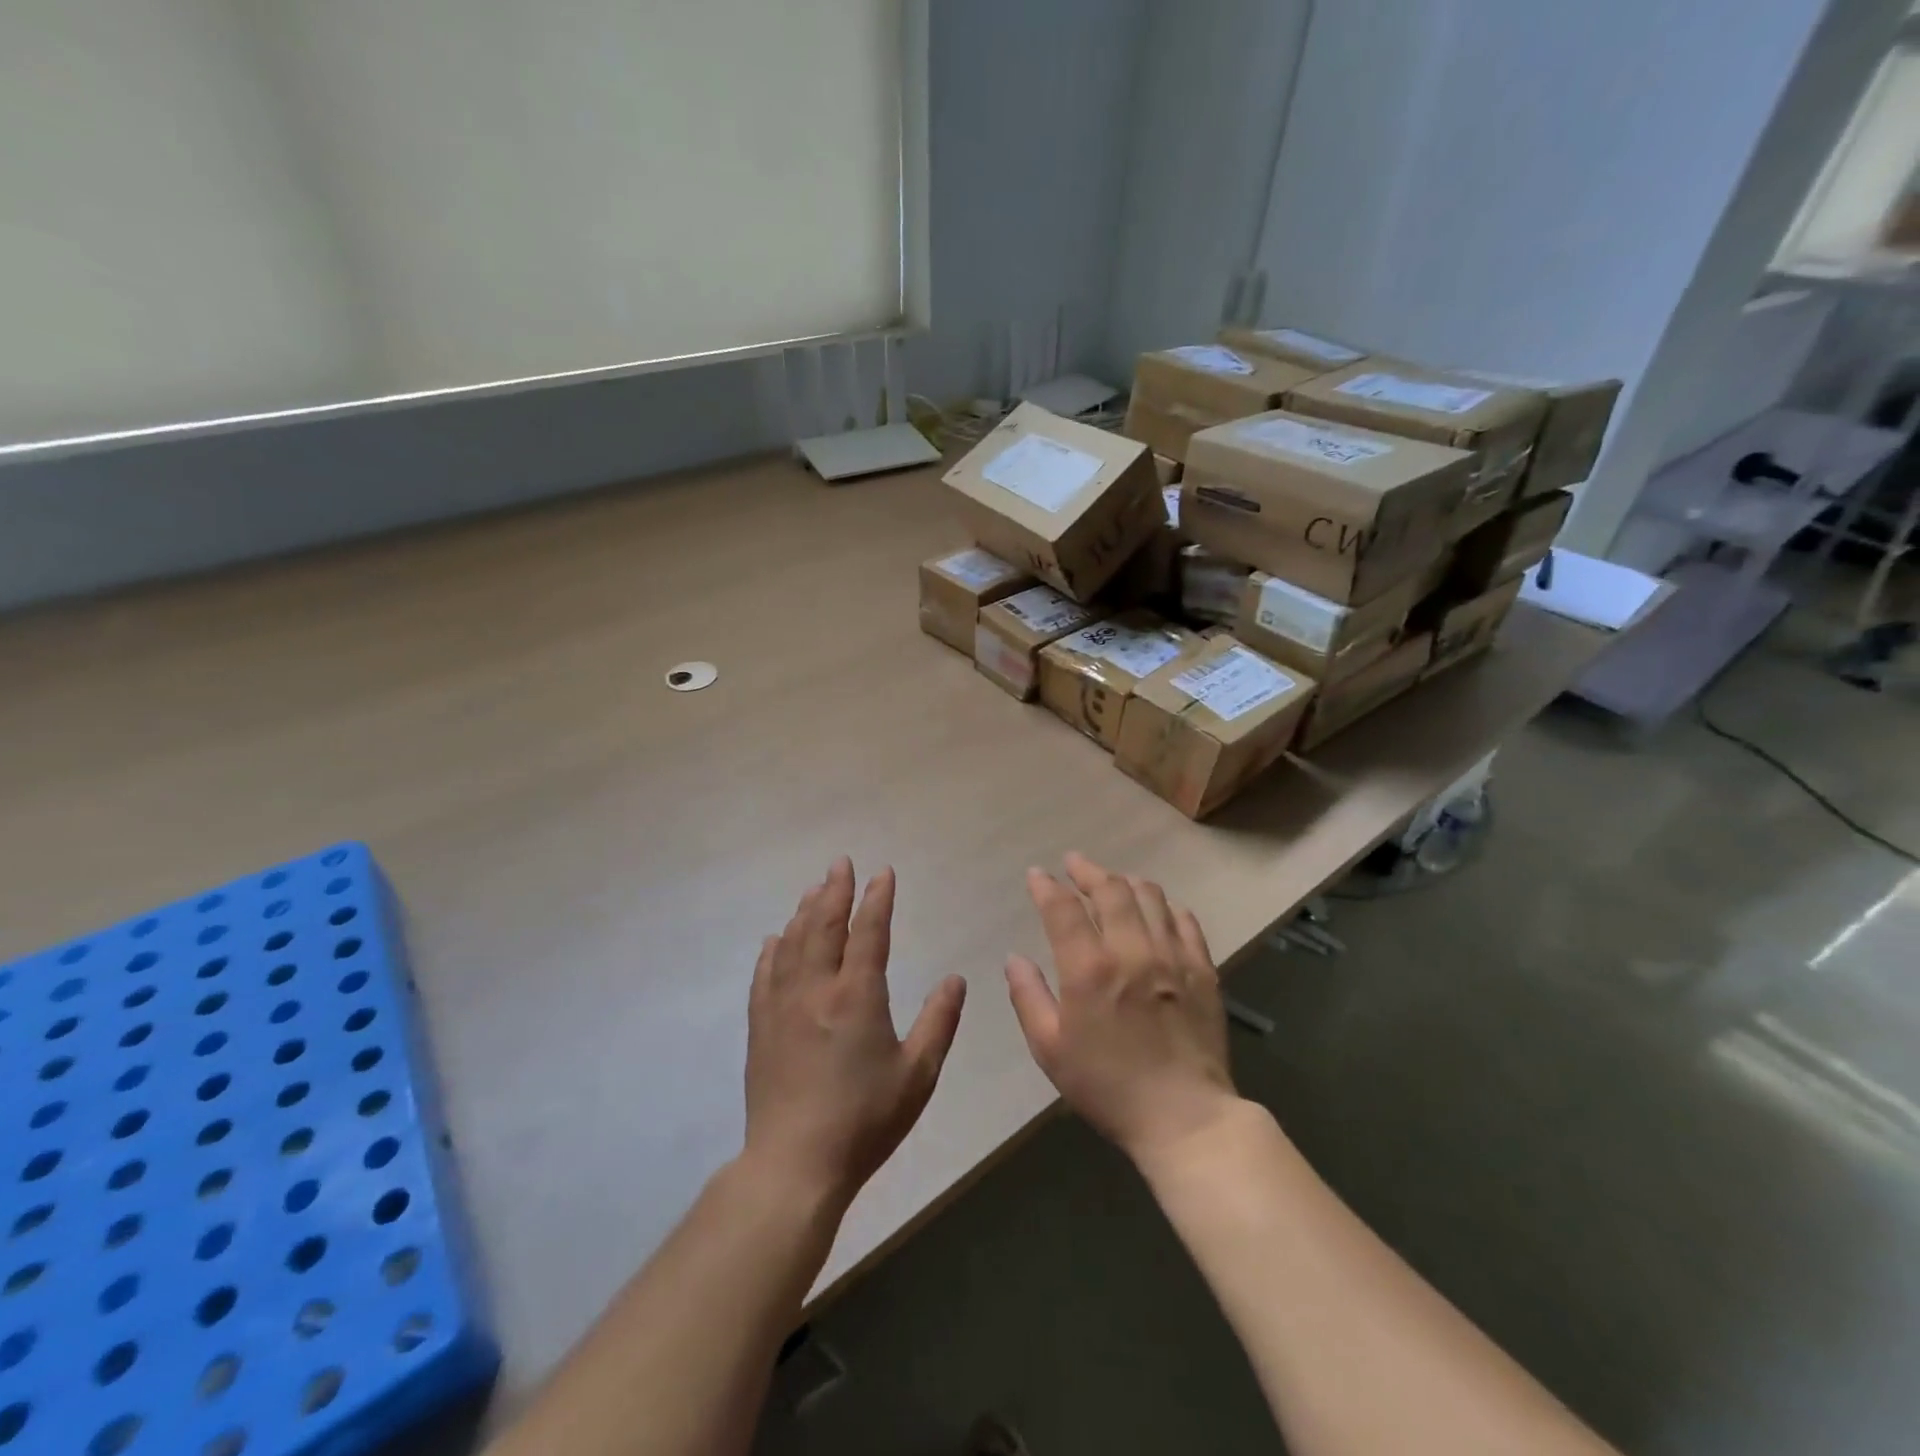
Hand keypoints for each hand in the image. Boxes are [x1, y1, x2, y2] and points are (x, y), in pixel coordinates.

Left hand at [744, 858, 966, 1205]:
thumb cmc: (864, 1120)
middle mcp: (816, 989)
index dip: (877, 899)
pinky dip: (772, 949)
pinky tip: (774, 939)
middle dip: (834, 890)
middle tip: (840, 863)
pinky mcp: (760, 1026)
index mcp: (856, 996)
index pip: (869, 932)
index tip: (883, 872)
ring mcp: (782, 1006)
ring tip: (813, 889)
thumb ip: (938, 1022)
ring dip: (804, 911)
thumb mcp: (917, 1075)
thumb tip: (955, 978)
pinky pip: (764, 975)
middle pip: (823, 925)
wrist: (794, 1163)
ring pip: (792, 943)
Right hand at [1005, 852, 1239, 1164]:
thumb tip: (1014, 958)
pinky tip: (1156, 909)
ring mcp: (1172, 956)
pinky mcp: (1202, 968)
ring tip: (1113, 882)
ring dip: (1125, 881)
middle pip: (1110, 889)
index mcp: (1089, 968)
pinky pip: (1185, 920)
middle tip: (1074, 864)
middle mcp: (1132, 950)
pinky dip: (1165, 905)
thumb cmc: (1107, 1086)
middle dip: (1087, 870)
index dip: (1046, 886)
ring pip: (1150, 895)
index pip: (1063, 908)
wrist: (1184, 1117)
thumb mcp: (1050, 1049)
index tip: (1037, 875)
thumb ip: (1028, 997)